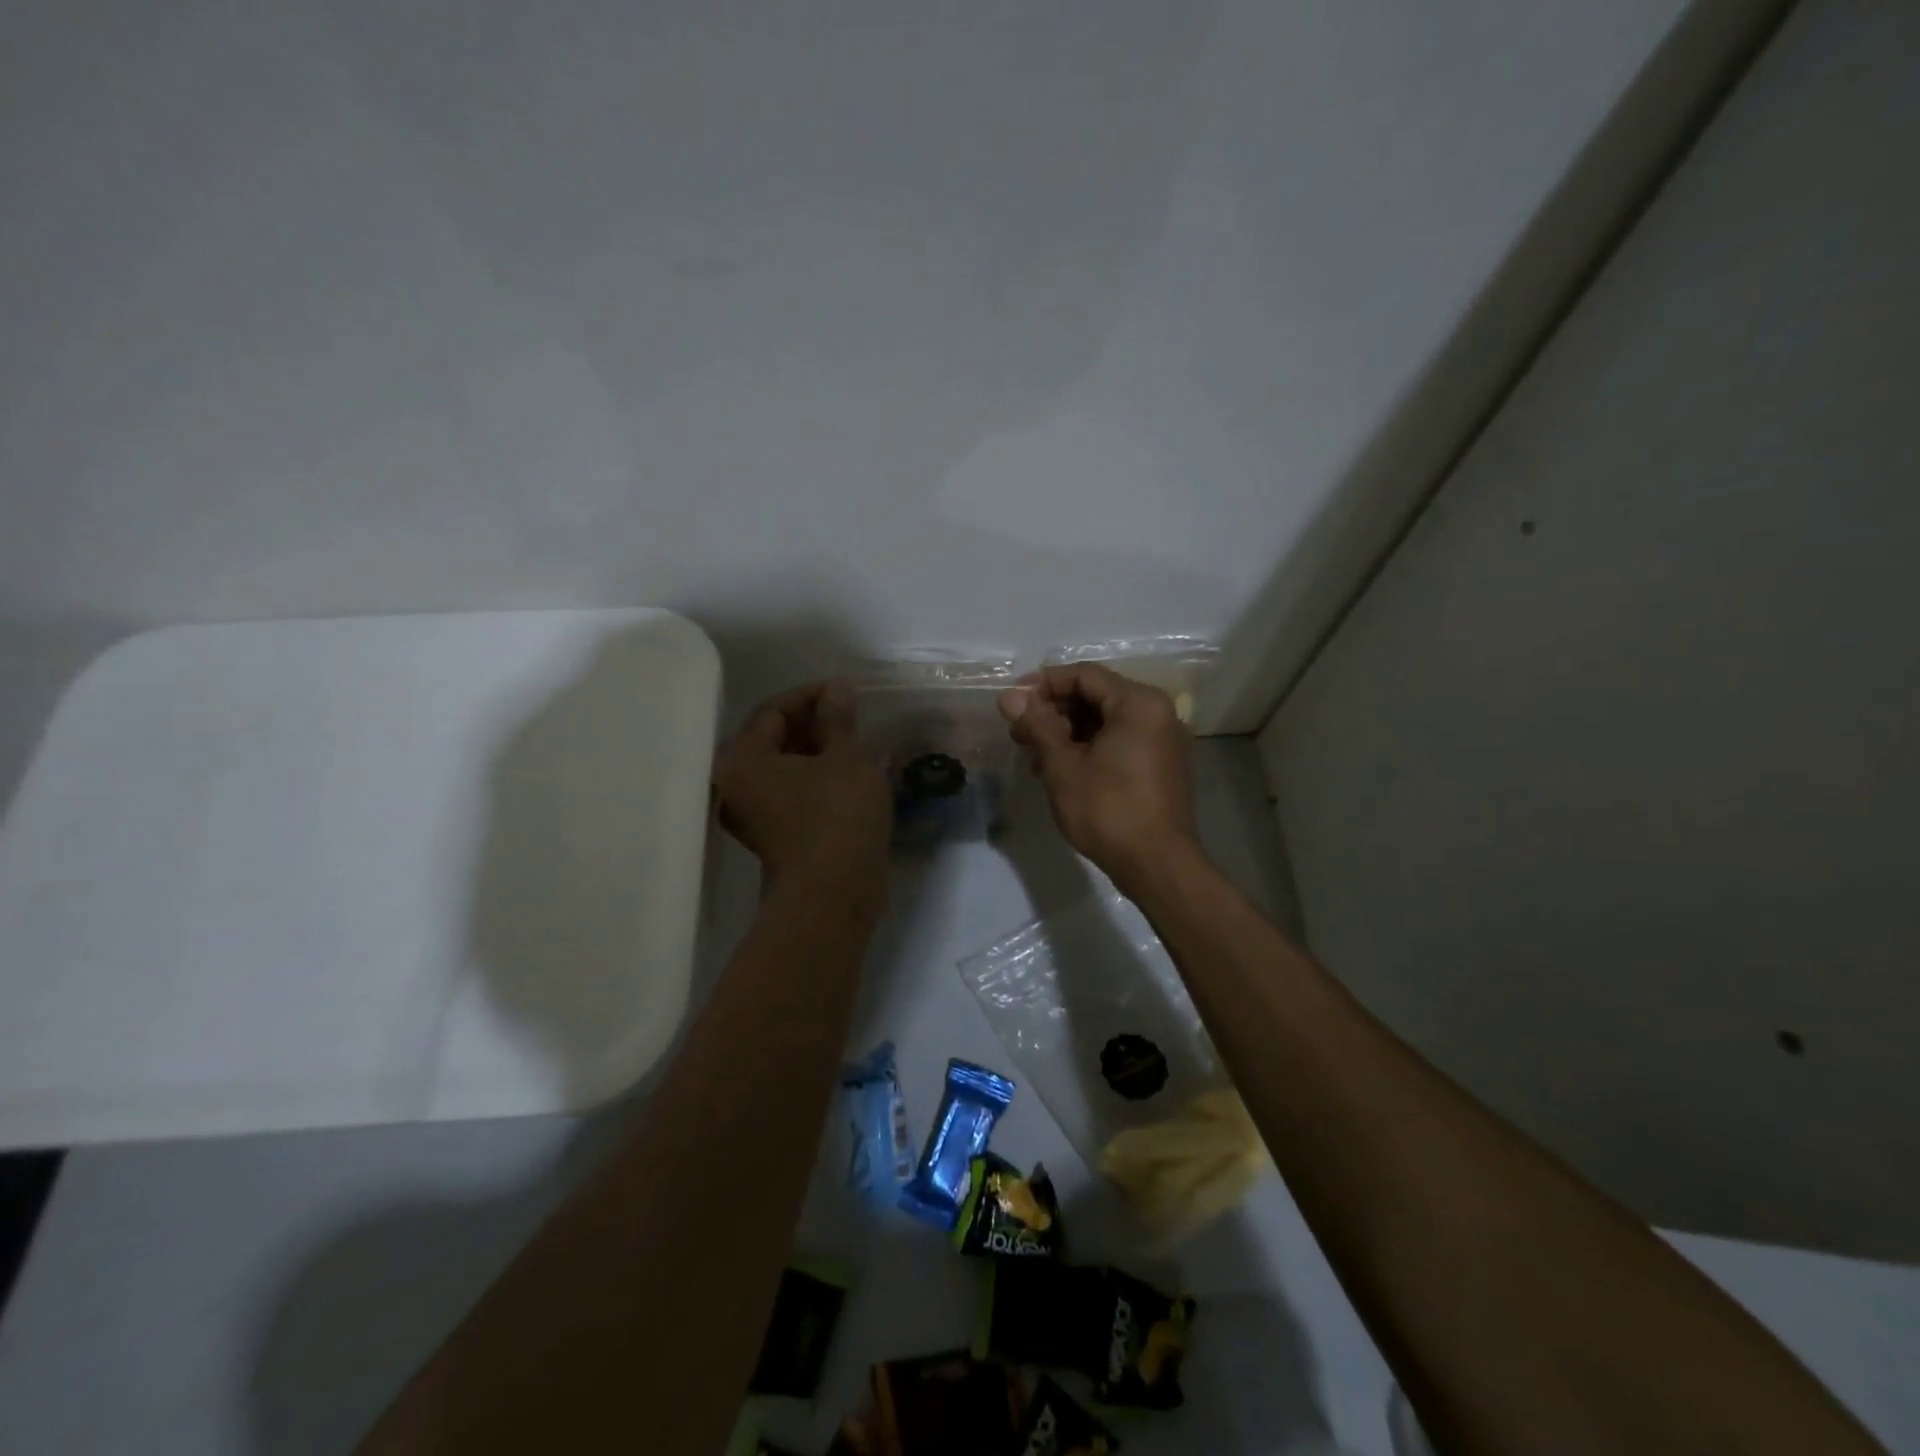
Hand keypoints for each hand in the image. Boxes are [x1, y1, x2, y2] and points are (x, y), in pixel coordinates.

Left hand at [713, 683, 890, 902]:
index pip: (773, 711)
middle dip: (816, 723)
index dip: (812, 695)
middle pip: (775, 739)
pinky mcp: (777, 833)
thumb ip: (838, 719)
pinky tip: (853, 770)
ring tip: (857, 740)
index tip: (847, 691)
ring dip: (821, 750)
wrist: (836, 893)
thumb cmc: (838, 815)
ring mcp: (756, 813)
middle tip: (853, 714)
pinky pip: (795, 790)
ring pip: (788, 766)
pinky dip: (820, 776)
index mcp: (743, 760)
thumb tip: (837, 690)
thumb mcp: (846, 757)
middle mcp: (738, 784)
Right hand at [998, 663, 1199, 894]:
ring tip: (1033, 756)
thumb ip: (1037, 725)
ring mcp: (1160, 740)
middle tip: (1018, 733)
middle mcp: (1156, 713)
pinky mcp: (1158, 765)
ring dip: (1066, 733)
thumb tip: (1009, 697)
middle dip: (1052, 712)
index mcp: (1138, 703)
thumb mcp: (1063, 765)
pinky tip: (1059, 770)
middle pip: (1095, 696)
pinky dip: (1087, 748)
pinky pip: (1117, 742)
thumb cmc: (1109, 810)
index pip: (1084, 675)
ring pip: (1103, 721)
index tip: (1011, 703)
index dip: (1043, 685)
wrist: (1157, 866)